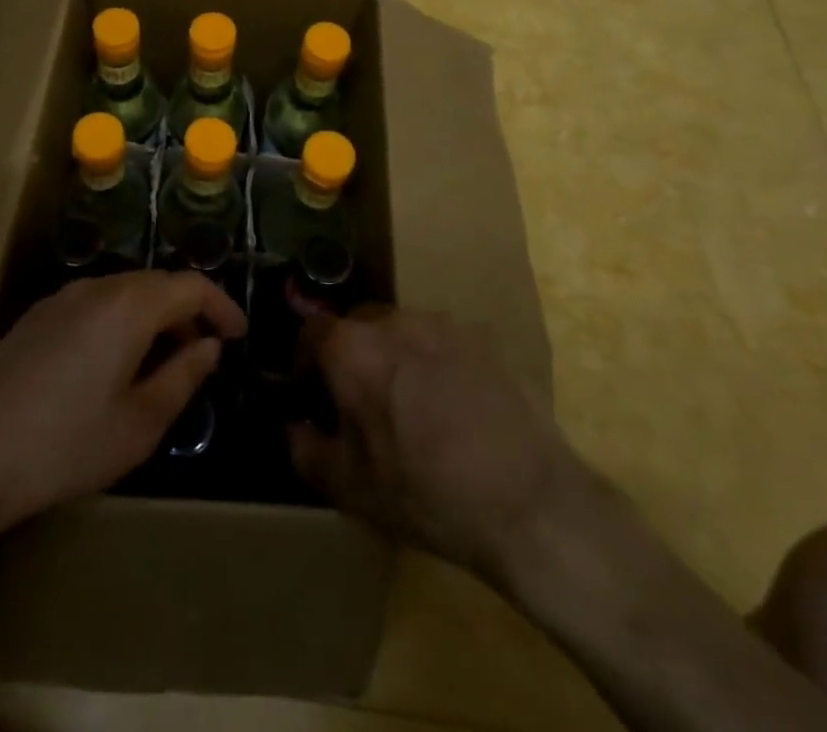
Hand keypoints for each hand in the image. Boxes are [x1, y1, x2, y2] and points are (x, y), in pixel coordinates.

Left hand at [0, 272, 245, 535]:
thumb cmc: (67, 444)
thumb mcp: (141, 423)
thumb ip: (184, 375)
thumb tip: (209, 345)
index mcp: (129, 306)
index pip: (190, 285)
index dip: (221, 305)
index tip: (238, 335)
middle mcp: (97, 287)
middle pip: (157, 282)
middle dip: (189, 310)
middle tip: (205, 351)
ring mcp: (62, 297)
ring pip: (125, 290)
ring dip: (154, 315)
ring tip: (164, 359)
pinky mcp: (38, 314)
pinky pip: (95, 302)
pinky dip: (121, 319)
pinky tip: (115, 360)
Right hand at [290, 310, 581, 582]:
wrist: (532, 505)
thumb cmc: (427, 495)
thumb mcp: (352, 489)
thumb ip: (306, 450)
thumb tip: (294, 427)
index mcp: (353, 349)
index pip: (312, 331)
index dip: (305, 360)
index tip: (312, 392)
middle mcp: (394, 321)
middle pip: (358, 326)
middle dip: (352, 356)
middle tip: (363, 401)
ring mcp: (444, 325)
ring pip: (404, 331)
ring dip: (397, 357)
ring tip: (415, 404)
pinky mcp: (486, 339)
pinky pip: (445, 343)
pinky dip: (439, 364)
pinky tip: (458, 407)